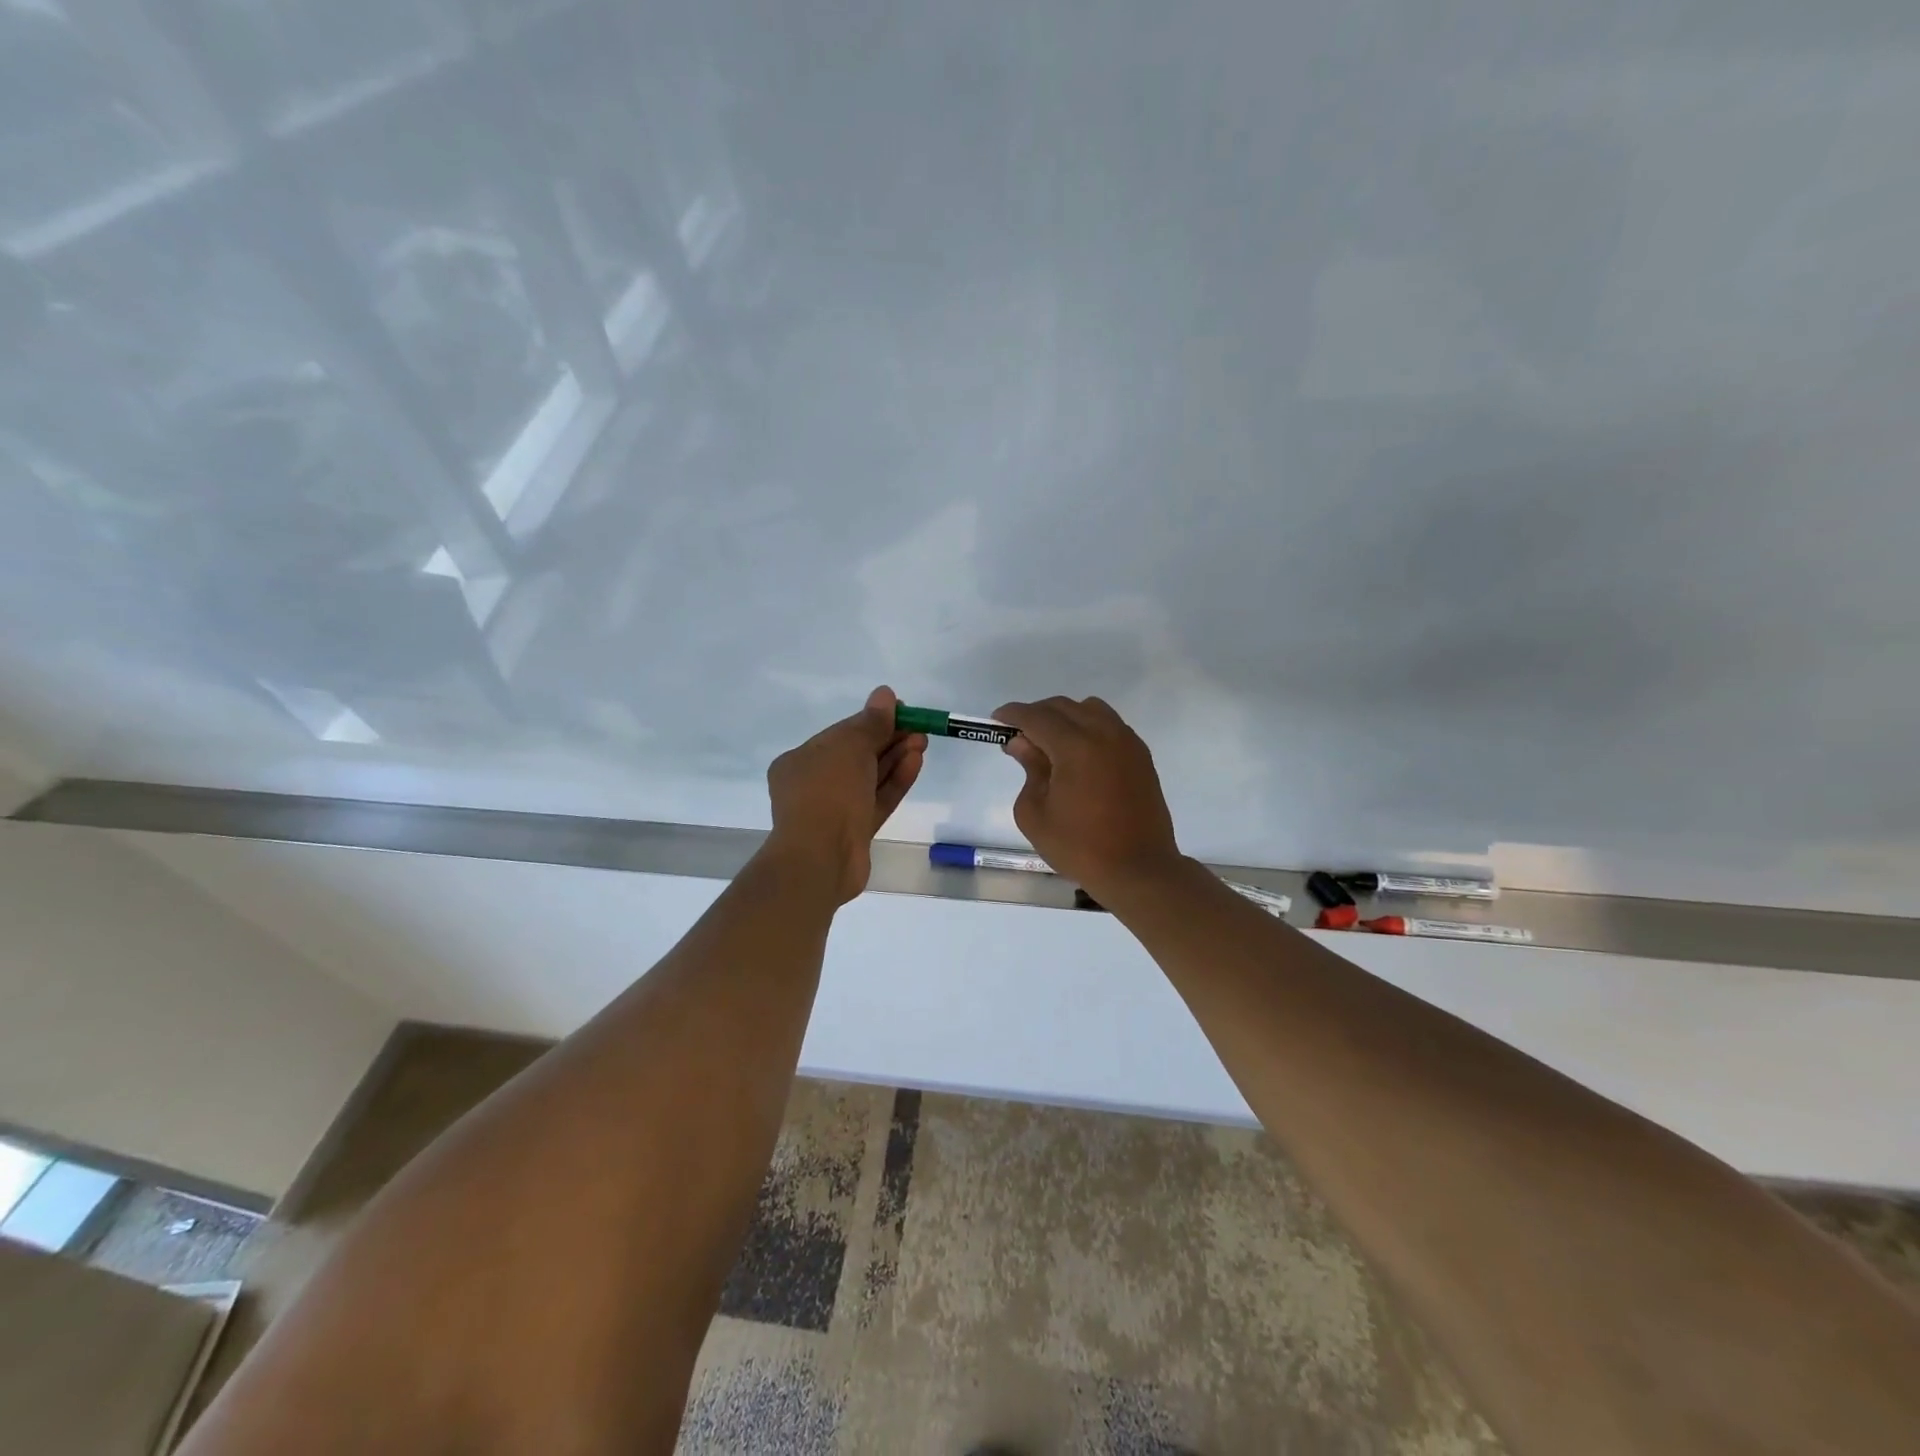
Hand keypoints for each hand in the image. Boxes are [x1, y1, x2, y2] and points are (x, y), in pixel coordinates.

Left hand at [763, 686, 926, 904]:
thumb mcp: (850, 746)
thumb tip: (885, 694)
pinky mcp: (855, 832)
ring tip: (922, 742)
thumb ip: (871, 722)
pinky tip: (915, 762)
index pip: (840, 735)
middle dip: (888, 740)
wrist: (820, 858)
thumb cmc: (827, 792)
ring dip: (896, 758)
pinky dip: (895, 781)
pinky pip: (878, 800)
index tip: (901, 711)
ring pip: (870, 779)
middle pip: (857, 756)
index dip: (871, 721)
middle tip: (919, 728)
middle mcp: (814, 784)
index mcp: (800, 761)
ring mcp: (835, 811)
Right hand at [993, 695, 1182, 901]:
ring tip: (1050, 743)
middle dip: (1037, 715)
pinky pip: (1110, 725)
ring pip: (1090, 710)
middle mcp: (1104, 734)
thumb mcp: (1035, 814)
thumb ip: (1028, 771)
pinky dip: (1089, 728)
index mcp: (1075, 746)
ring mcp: (1127, 742)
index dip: (1013, 715)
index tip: (996, 720)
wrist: (1138, 869)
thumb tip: (1023, 744)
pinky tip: (1079, 754)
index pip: (1037, 717)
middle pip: (1063, 707)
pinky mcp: (1141, 756)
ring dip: (1065, 717)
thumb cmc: (1080, 847)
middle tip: (1019, 736)